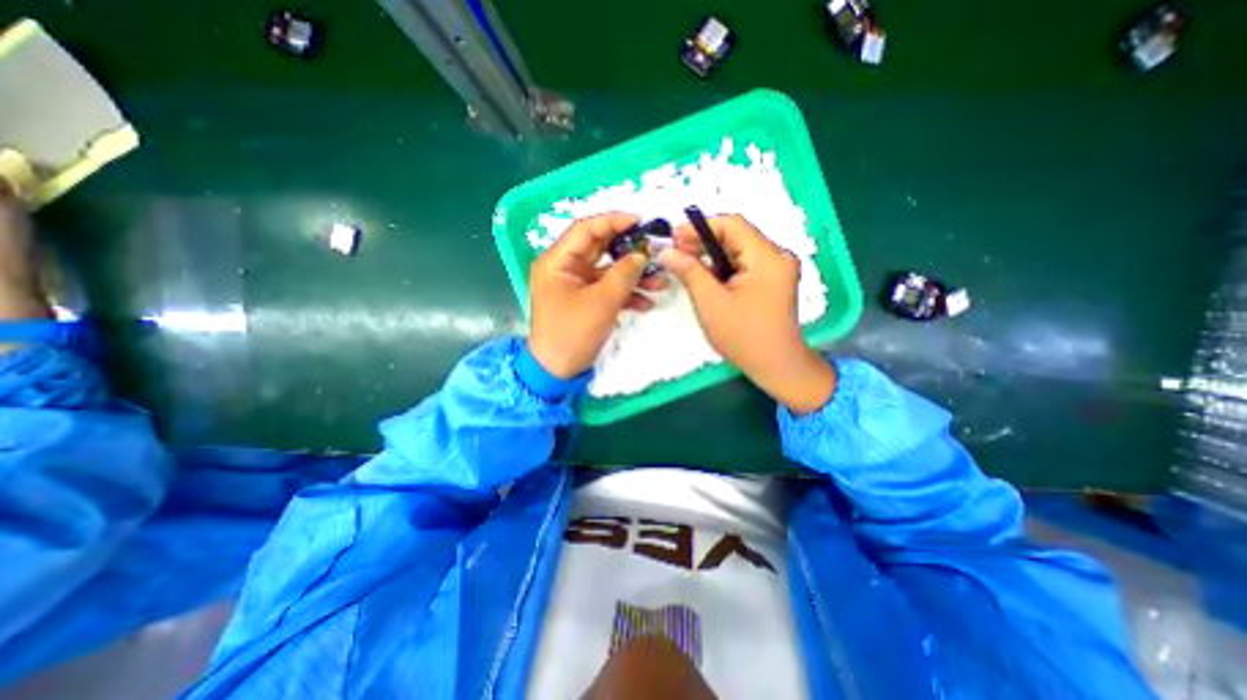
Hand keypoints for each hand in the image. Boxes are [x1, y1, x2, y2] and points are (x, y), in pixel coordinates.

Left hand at [525, 214, 666, 379]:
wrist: (558, 370)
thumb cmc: (573, 334)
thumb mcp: (601, 302)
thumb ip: (624, 274)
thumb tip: (641, 254)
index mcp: (557, 261)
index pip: (586, 230)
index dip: (613, 222)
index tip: (640, 221)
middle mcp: (564, 268)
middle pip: (600, 249)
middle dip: (629, 251)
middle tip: (655, 250)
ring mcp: (575, 285)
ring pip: (608, 271)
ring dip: (633, 276)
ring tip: (660, 282)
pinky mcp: (585, 300)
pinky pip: (607, 289)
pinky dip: (626, 294)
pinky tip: (647, 303)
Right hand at [657, 215, 831, 408]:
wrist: (777, 366)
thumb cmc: (743, 336)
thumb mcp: (711, 302)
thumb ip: (689, 272)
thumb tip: (667, 251)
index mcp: (767, 257)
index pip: (732, 224)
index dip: (701, 226)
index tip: (675, 237)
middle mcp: (777, 256)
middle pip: (736, 236)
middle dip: (704, 241)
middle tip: (676, 252)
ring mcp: (777, 269)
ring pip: (739, 250)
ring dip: (712, 255)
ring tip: (686, 264)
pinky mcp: (772, 281)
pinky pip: (744, 265)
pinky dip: (723, 267)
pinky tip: (705, 277)